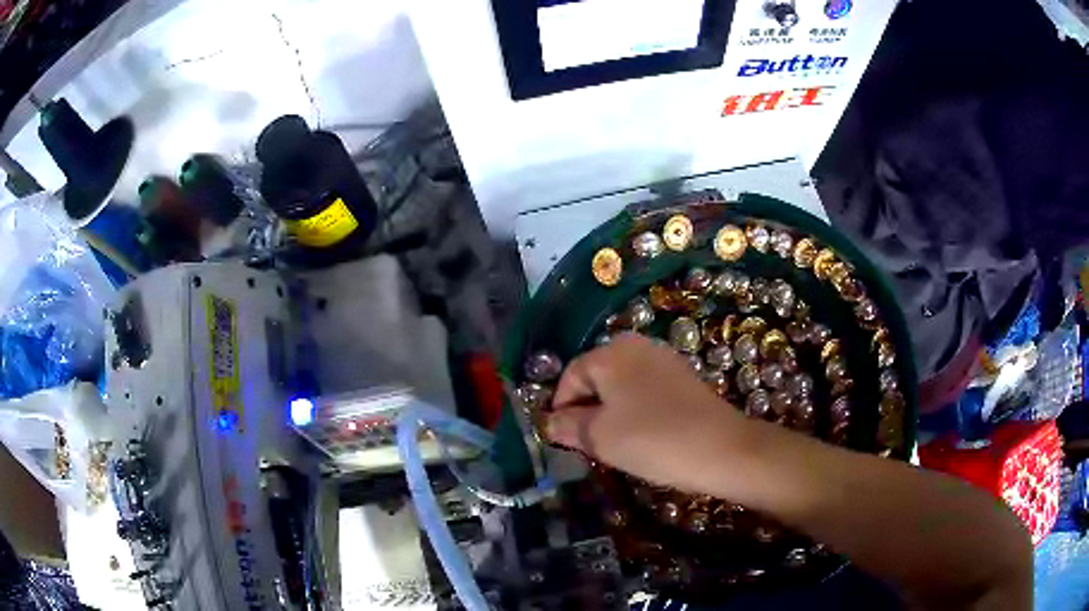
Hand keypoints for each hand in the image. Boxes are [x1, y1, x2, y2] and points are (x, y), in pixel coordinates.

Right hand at [545, 333, 746, 492]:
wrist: (722, 449)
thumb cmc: (652, 440)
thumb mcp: (599, 437)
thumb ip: (567, 426)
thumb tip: (549, 422)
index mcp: (611, 353)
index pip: (570, 376)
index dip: (561, 408)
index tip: (563, 440)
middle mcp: (636, 346)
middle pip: (596, 377)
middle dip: (587, 410)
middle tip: (589, 445)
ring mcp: (663, 359)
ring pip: (621, 386)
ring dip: (611, 413)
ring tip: (616, 444)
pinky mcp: (683, 377)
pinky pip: (645, 390)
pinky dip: (636, 411)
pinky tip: (644, 436)